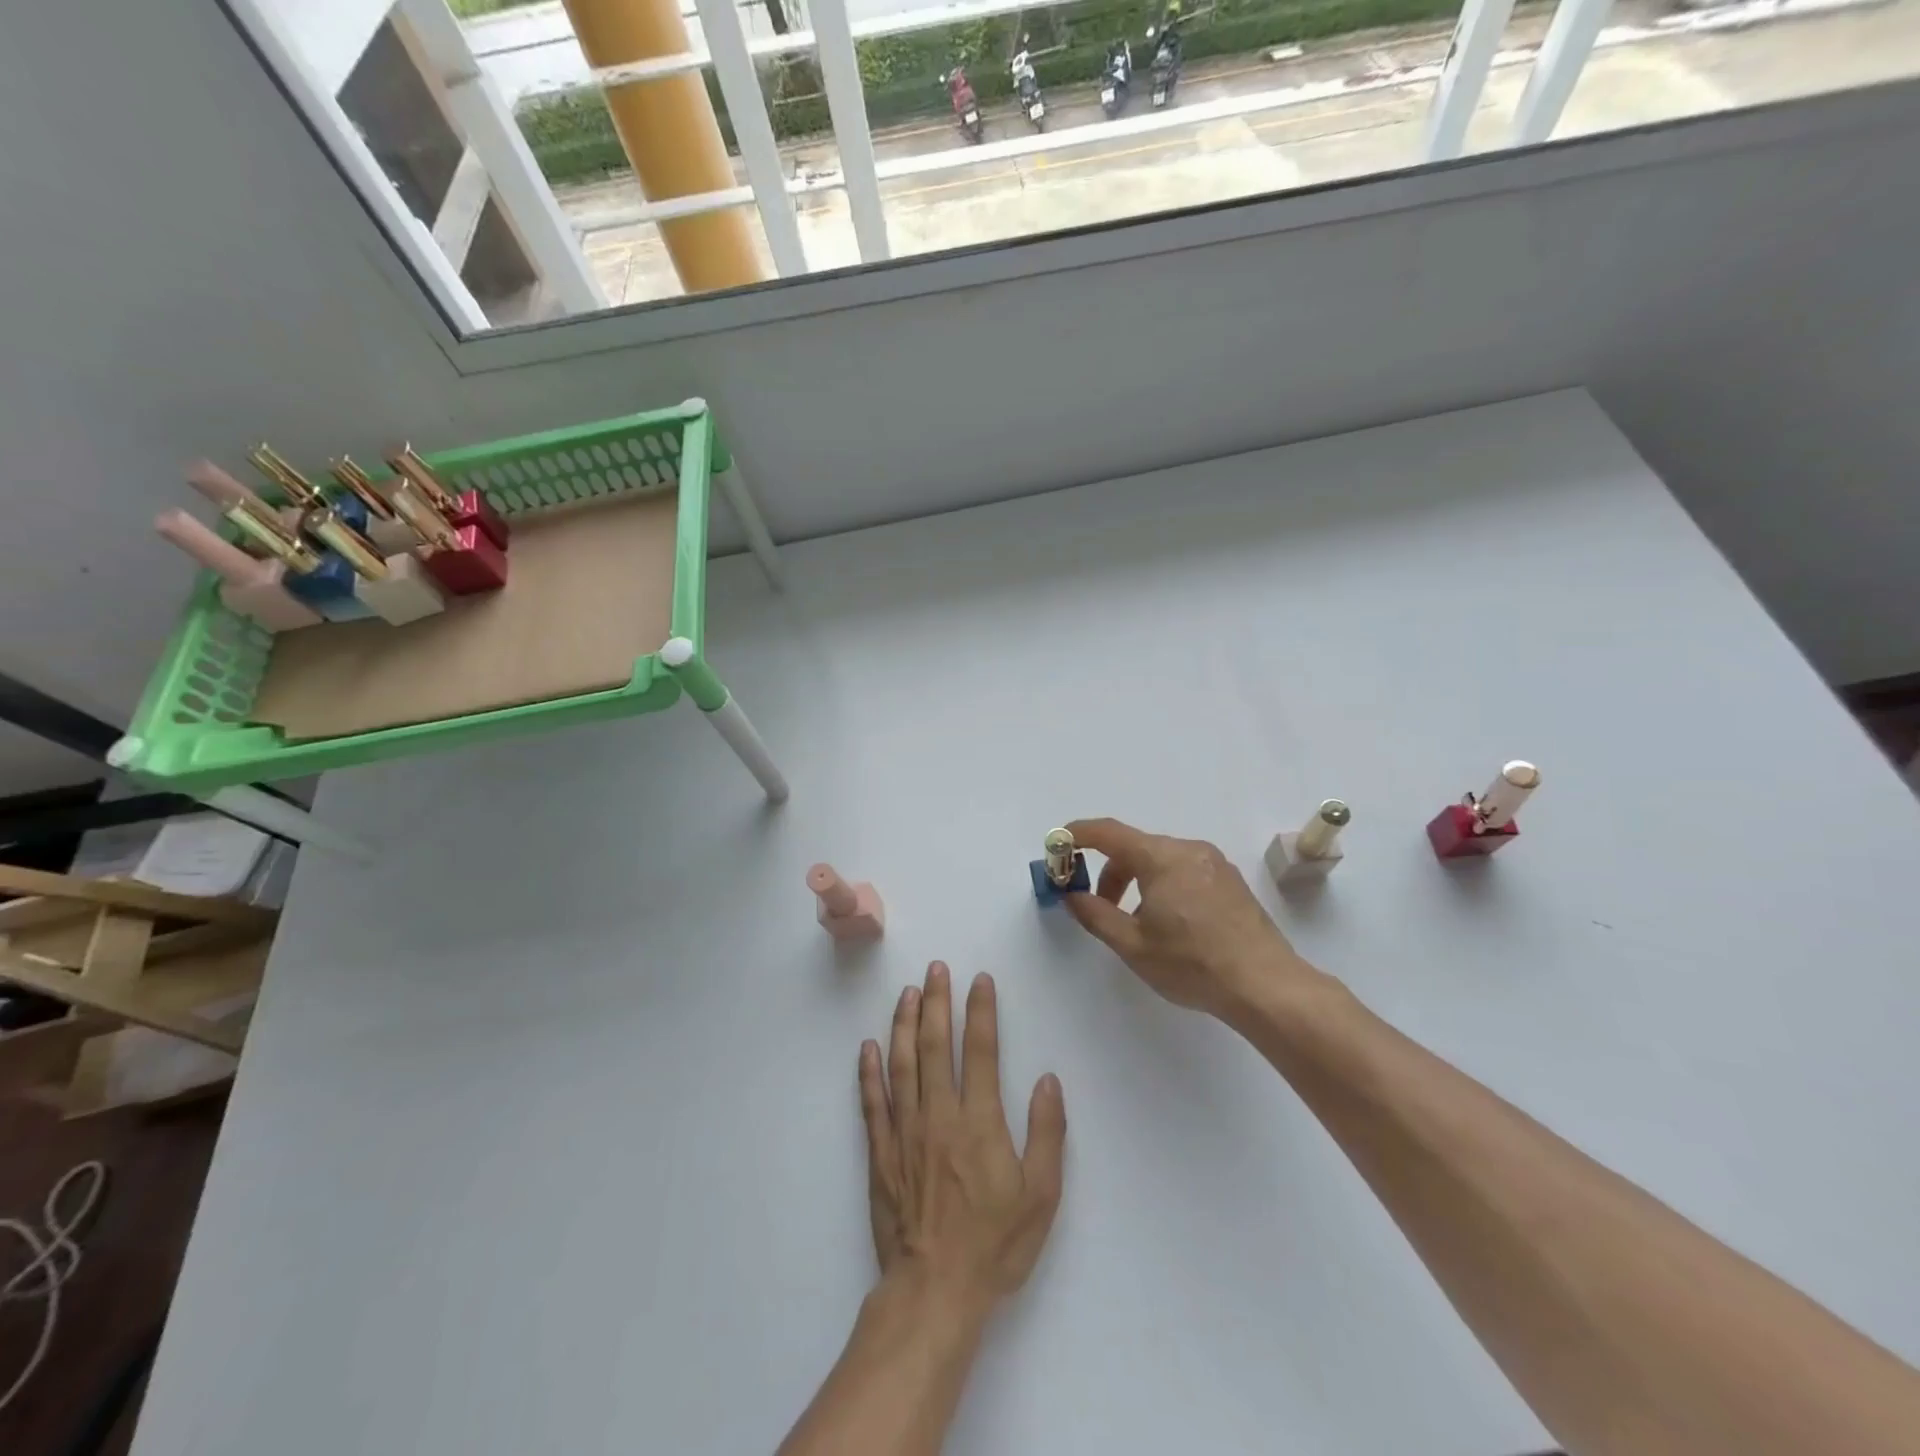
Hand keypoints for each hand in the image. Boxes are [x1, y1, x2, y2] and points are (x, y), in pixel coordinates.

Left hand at [859, 963, 1065, 1315]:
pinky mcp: (880, 1152)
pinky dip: (869, 1071)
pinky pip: (872, 1102)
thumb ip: (1047, 1133)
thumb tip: (1048, 1079)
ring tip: (907, 992)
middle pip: (935, 1046)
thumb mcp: (1040, 1196)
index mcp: (979, 1121)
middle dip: (937, 1002)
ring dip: (903, 1024)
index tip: (980, 980)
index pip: (980, 1050)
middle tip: (936, 968)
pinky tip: (868, 1045)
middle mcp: (938, 1115)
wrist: (934, 1291)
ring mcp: (904, 1131)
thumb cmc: (994, 1244)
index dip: (980, 1011)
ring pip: (901, 1064)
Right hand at [1063, 817, 1317, 1021]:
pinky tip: (1169, 924)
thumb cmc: (1192, 964)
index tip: (1058, 844)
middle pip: (1135, 848)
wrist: (1266, 986)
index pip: (1109, 832)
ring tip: (1135, 923)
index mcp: (1161, 858)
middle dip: (1109, 872)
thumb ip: (1094, 914)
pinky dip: (1162, 886)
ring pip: (1161, 860)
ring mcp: (1214, 863)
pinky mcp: (1231, 881)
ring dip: (1136, 882)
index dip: (1078, 834)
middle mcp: (1189, 849)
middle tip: (1096, 906)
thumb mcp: (1132, 944)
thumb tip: (1070, 894)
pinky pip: (1184, 871)